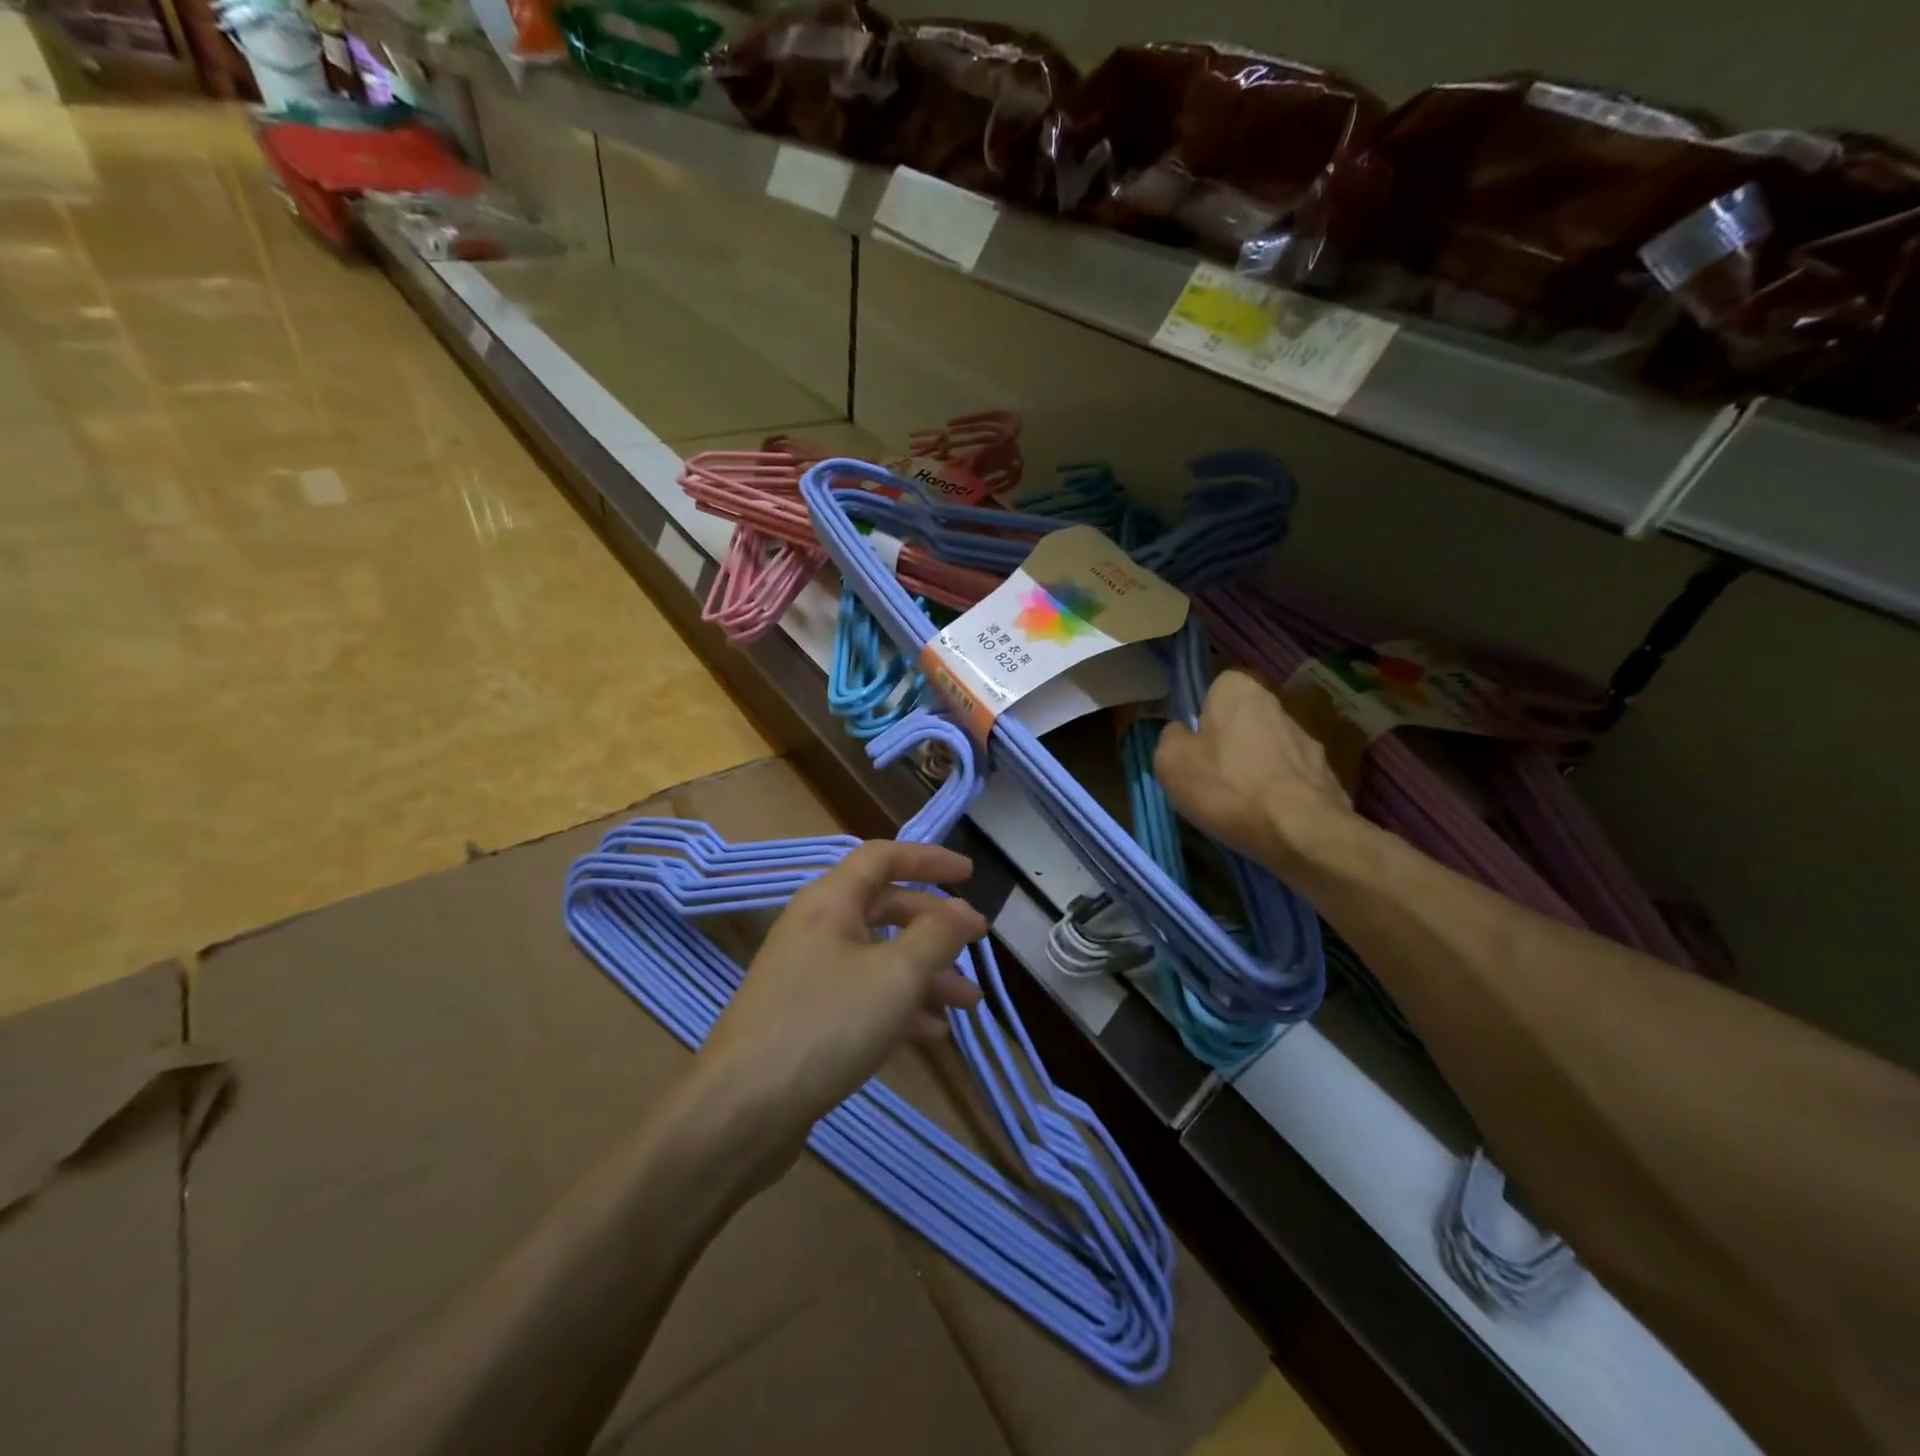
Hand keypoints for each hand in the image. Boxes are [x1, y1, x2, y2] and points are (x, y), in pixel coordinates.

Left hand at [697, 841, 987, 1159]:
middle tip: (976, 945)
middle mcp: (817, 929)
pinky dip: (899, 1006)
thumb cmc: (824, 1024)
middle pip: (885, 909)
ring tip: (968, 1002)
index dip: (929, 860)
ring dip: (925, 974)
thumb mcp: (895, 975)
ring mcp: (808, 975)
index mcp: (830, 902)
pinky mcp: (806, 1018)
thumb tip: (964, 911)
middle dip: (934, 927)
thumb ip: (937, 936)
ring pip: (878, 958)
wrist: (740, 1111)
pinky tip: (933, 1033)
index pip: (883, 857)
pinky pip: (863, 996)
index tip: (970, 874)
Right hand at [1155, 669, 1354, 869]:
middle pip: (1242, 721)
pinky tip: (1265, 817)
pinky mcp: (1326, 774)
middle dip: (1229, 744)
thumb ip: (1170, 738)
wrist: (1300, 831)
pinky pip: (1288, 778)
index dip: (1201, 716)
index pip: (1215, 689)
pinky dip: (1277, 793)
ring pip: (1267, 750)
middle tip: (1210, 777)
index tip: (1192, 745)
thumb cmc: (1226, 787)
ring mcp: (1306, 740)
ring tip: (1237, 804)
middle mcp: (1277, 705)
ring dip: (1254, 769)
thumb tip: (1180, 734)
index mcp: (1238, 691)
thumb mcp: (1171, 762)